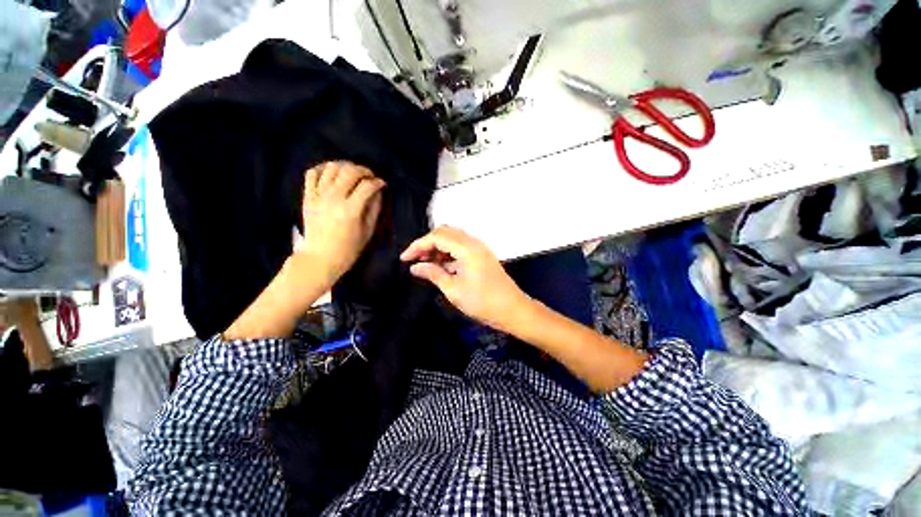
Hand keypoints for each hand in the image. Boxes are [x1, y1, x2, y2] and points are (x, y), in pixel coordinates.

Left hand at [298, 161, 384, 285]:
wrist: (320, 258)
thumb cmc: (348, 249)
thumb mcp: (367, 232)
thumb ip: (374, 210)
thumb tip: (378, 193)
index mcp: (350, 210)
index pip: (367, 186)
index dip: (378, 182)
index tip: (382, 184)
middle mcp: (333, 198)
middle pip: (350, 171)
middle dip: (364, 170)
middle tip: (370, 176)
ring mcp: (318, 196)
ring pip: (331, 168)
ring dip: (345, 166)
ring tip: (352, 173)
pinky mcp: (307, 197)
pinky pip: (312, 173)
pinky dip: (322, 168)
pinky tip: (332, 173)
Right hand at [400, 226, 529, 330]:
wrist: (512, 310)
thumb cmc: (482, 302)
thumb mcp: (453, 290)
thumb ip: (433, 274)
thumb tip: (415, 267)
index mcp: (467, 248)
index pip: (437, 237)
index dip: (418, 246)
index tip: (404, 259)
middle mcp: (473, 243)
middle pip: (445, 233)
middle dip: (427, 244)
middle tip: (415, 260)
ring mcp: (479, 248)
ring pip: (453, 239)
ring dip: (438, 248)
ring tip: (425, 264)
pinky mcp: (482, 255)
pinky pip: (461, 247)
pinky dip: (448, 253)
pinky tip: (441, 266)